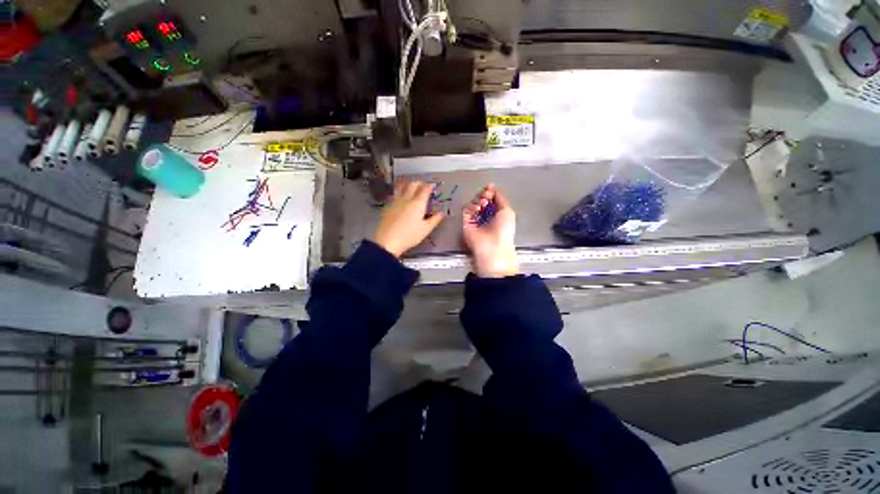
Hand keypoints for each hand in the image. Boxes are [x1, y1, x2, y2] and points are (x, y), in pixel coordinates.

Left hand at [373, 180, 444, 257]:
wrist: (387, 241)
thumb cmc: (409, 236)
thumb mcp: (425, 230)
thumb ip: (435, 220)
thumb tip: (442, 213)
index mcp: (418, 204)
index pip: (425, 190)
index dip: (430, 186)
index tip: (433, 186)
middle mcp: (406, 199)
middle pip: (413, 185)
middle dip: (419, 183)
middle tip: (423, 185)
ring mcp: (396, 202)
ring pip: (401, 187)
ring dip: (408, 184)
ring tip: (411, 186)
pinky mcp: (388, 206)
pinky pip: (395, 194)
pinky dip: (399, 191)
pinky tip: (400, 196)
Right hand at [463, 184, 518, 277]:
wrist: (493, 245)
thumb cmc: (504, 229)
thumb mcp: (507, 211)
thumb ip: (500, 198)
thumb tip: (493, 187)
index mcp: (497, 214)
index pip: (491, 200)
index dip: (490, 192)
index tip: (490, 188)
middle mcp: (486, 217)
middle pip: (482, 200)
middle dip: (484, 195)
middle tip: (486, 196)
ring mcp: (476, 220)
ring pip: (474, 204)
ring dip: (478, 201)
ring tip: (483, 203)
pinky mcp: (466, 223)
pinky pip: (466, 211)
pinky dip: (471, 207)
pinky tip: (477, 208)